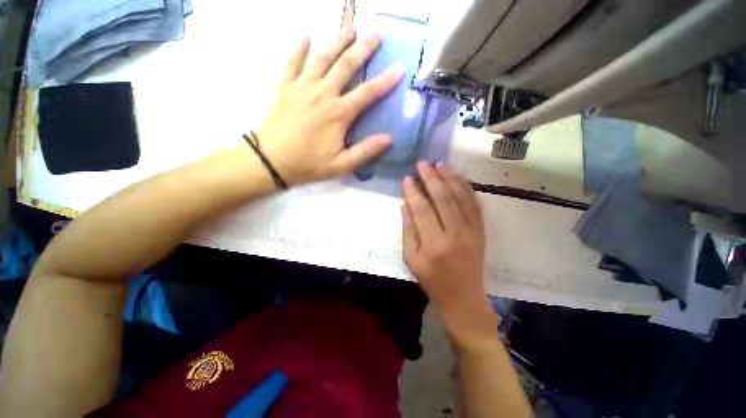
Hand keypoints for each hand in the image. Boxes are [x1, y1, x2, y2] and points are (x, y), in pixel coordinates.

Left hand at [257, 26, 404, 184]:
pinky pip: (292, 61)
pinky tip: (306, 36)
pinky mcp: (285, 87)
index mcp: (339, 114)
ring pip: (322, 56)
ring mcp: (302, 87)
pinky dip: (299, 47)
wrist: (271, 161)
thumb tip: (389, 138)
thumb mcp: (342, 165)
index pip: (368, 92)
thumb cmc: (309, 165)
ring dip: (337, 40)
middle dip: (363, 48)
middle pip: (346, 65)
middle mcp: (323, 93)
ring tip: (349, 27)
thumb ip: (366, 151)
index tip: (400, 67)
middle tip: (376, 34)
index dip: (386, 80)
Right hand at [402, 162, 497, 349]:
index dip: (413, 192)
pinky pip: (475, 205)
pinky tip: (457, 178)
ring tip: (439, 164)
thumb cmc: (432, 280)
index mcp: (434, 245)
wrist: (463, 297)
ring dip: (449, 178)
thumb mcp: (411, 259)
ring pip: (461, 198)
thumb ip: (408, 230)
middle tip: (422, 163)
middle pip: (443, 199)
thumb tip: (406, 204)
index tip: (407, 178)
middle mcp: (455, 235)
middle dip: (431, 178)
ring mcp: (472, 232)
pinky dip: (466, 189)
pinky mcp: (481, 231)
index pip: (422, 210)